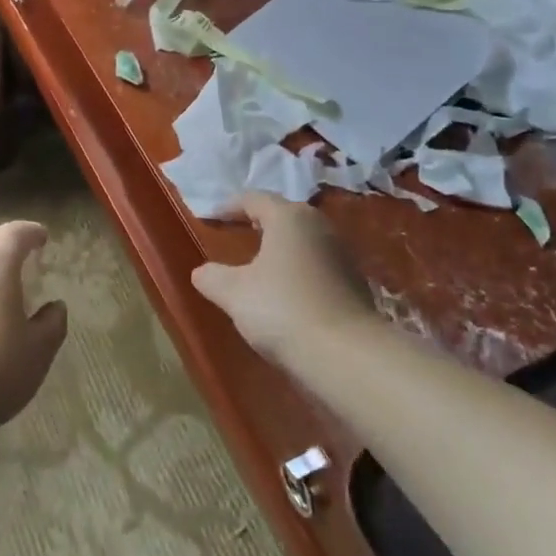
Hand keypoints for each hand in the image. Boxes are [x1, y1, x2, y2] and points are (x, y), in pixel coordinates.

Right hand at [190, 192, 376, 364]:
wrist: (348, 356)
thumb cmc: (283, 310)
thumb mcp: (234, 294)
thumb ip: (212, 277)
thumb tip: (201, 272)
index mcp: (288, 217)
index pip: (254, 199)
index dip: (229, 207)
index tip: (210, 217)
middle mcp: (318, 225)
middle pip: (283, 215)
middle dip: (258, 223)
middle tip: (236, 234)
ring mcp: (341, 253)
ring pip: (302, 240)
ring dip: (280, 248)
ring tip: (259, 265)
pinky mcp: (354, 282)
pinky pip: (317, 264)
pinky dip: (298, 270)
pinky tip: (286, 292)